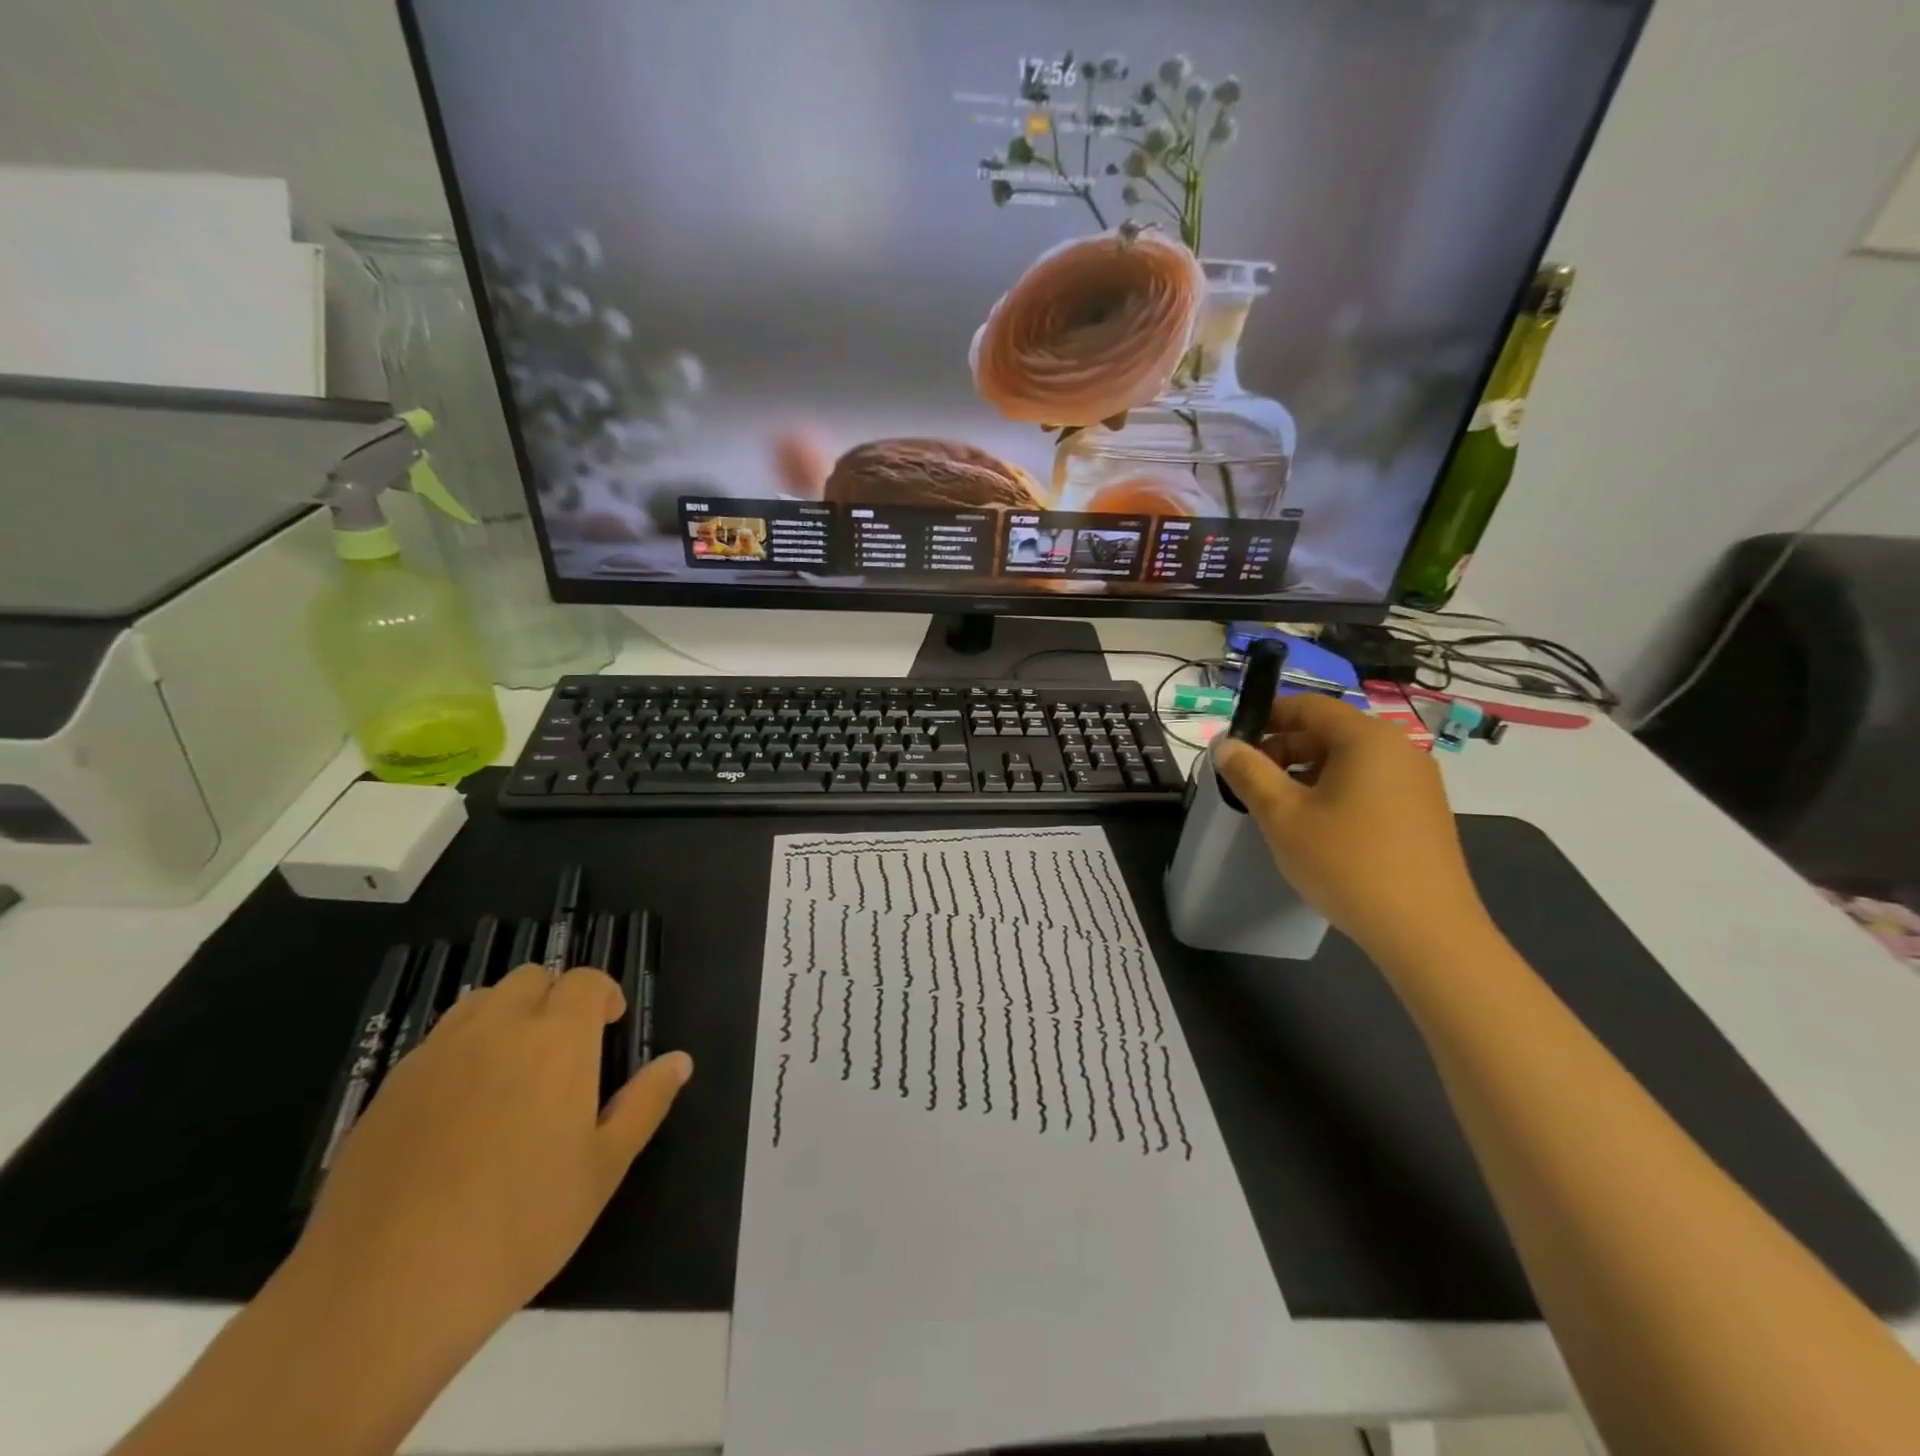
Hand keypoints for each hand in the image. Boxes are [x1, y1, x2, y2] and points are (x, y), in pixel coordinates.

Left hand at [290, 964, 692, 1360]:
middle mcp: (496, 1030)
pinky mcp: (387, 1091)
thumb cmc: (519, 1225)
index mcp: (558, 1039)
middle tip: (564, 1052)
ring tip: (513, 1073)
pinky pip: (435, 1045)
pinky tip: (459, 1114)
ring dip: (506, 1017)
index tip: (610, 1028)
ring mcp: (435, 1057)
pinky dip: (460, 1054)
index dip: (604, 995)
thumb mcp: (604, 1168)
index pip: (585, 981)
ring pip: (479, 1003)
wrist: (382, 1294)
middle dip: (555, 999)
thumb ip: (645, 1103)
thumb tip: (680, 1060)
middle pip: (531, 980)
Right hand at [1212, 693, 1490, 965]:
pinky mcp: (1425, 812)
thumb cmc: (1346, 862)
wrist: (1426, 932)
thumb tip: (1226, 745)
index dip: (1267, 717)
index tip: (1235, 744)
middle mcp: (1399, 749)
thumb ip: (1249, 772)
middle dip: (1284, 749)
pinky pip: (1370, 784)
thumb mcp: (1283, 815)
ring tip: (1280, 809)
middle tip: (1250, 782)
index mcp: (1366, 738)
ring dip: (1307, 773)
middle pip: (1330, 731)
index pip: (1308, 706)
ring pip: (1349, 760)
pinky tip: (1319, 829)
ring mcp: (1418, 782)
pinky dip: (1336, 791)